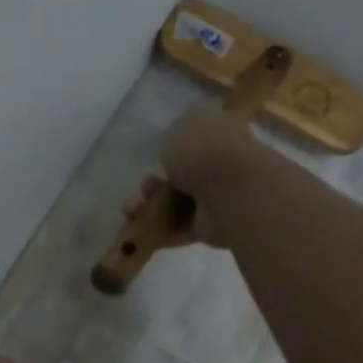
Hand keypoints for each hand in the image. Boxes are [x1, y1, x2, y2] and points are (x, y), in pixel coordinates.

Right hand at [120, 108, 262, 249]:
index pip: (194, 138)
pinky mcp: (213, 227)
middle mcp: (221, 163)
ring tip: (132, 211)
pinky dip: (161, 232)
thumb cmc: (202, 150)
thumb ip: (172, 141)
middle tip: (143, 188)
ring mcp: (219, 197)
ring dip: (152, 209)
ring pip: (178, 204)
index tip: (154, 157)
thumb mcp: (177, 130)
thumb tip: (175, 154)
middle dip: (155, 184)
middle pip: (182, 175)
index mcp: (218, 132)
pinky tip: (140, 232)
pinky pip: (181, 228)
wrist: (230, 190)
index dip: (171, 148)